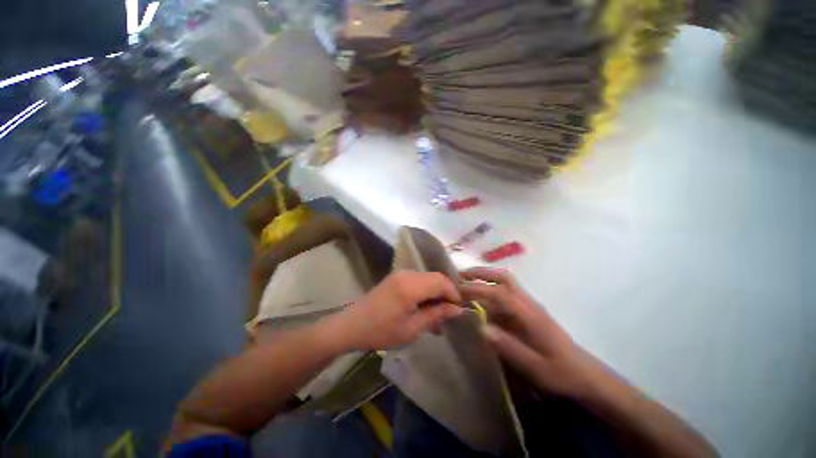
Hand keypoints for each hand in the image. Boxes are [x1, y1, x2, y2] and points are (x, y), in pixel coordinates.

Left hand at [329, 272, 462, 350]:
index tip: (458, 309)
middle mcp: (407, 274)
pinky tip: (423, 308)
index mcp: (410, 286)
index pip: (441, 281)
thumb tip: (457, 309)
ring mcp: (400, 274)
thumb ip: (436, 315)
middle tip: (448, 314)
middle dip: (445, 293)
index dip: (453, 293)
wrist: (351, 325)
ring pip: (427, 278)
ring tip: (436, 316)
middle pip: (435, 277)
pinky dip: (425, 291)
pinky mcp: (396, 277)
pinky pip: (417, 280)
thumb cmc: (381, 331)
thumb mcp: (411, 329)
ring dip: (435, 293)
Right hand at [461, 268, 610, 399]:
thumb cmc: (559, 372)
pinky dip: (491, 288)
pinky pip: (507, 292)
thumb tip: (481, 328)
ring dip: (485, 277)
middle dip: (481, 273)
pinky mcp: (528, 310)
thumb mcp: (534, 367)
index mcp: (529, 315)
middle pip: (503, 278)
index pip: (499, 294)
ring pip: (506, 281)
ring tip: (465, 281)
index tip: (458, 291)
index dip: (477, 289)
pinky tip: (481, 298)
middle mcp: (528, 303)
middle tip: (460, 276)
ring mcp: (529, 305)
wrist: (584, 374)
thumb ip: (508, 347)